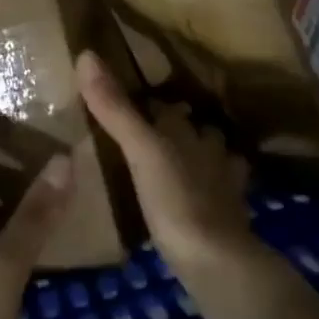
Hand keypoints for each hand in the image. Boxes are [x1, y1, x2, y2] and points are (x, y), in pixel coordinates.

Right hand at [76, 50, 269, 312]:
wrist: (218, 264)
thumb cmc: (175, 199)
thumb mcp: (138, 150)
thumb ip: (114, 108)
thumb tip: (86, 54)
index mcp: (186, 132)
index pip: (168, 107)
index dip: (152, 105)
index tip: (132, 107)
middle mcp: (209, 150)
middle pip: (196, 130)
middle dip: (181, 130)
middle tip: (152, 138)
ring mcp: (225, 186)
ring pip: (215, 160)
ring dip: (202, 159)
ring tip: (178, 168)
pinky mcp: (231, 220)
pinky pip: (222, 197)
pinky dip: (213, 195)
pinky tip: (200, 204)